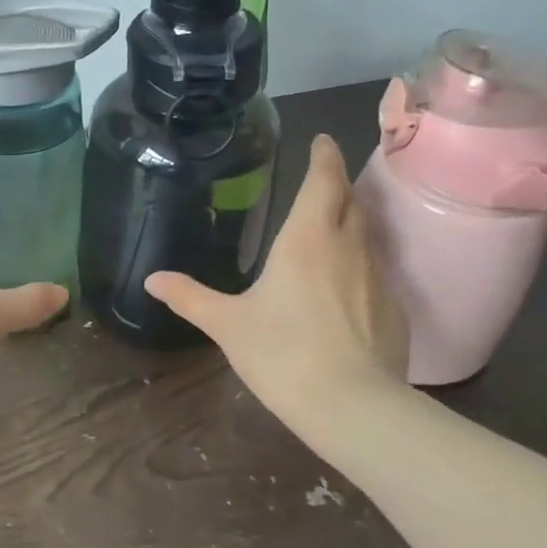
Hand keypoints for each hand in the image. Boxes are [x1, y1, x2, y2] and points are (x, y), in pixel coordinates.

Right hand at [145, 134, 408, 433]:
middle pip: (351, 201)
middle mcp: (348, 246)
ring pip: (368, 235)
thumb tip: (151, 279)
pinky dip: (362, 267)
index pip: (324, 179)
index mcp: (307, 237)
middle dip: (338, 187)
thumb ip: (190, 298)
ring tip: (333, 231)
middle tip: (322, 184)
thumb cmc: (281, 353)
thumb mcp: (227, 325)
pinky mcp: (395, 309)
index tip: (323, 142)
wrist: (351, 405)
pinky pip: (378, 273)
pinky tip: (348, 291)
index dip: (324, 156)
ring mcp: (378, 277)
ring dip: (352, 224)